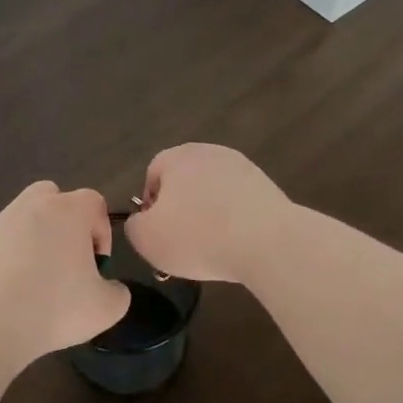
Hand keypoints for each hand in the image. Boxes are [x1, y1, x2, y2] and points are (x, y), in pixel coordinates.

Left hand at [0, 181, 131, 360]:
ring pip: (26, 217)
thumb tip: (110, 288)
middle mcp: (33, 206)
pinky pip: (5, 242)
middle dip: (67, 221)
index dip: (103, 231)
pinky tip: (17, 289)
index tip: (99, 264)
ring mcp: (2, 224)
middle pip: (54, 196)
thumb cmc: (57, 307)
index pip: (94, 202)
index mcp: (69, 211)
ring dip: (38, 237)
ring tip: (43, 277)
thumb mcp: (107, 308)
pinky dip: (14, 257)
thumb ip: (118, 292)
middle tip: (71, 257)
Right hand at [124, 144, 290, 283]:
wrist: (266, 241)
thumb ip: (134, 226)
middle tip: (182, 244)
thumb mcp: (146, 238)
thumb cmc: (197, 236)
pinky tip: (236, 246)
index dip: (149, 206)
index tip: (157, 234)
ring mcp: (243, 168)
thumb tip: (142, 221)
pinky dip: (235, 222)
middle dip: (181, 211)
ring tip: (212, 249)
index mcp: (177, 157)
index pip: (153, 174)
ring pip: (214, 194)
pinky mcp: (268, 187)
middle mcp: (210, 153)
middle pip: (185, 182)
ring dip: (209, 216)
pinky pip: (240, 205)